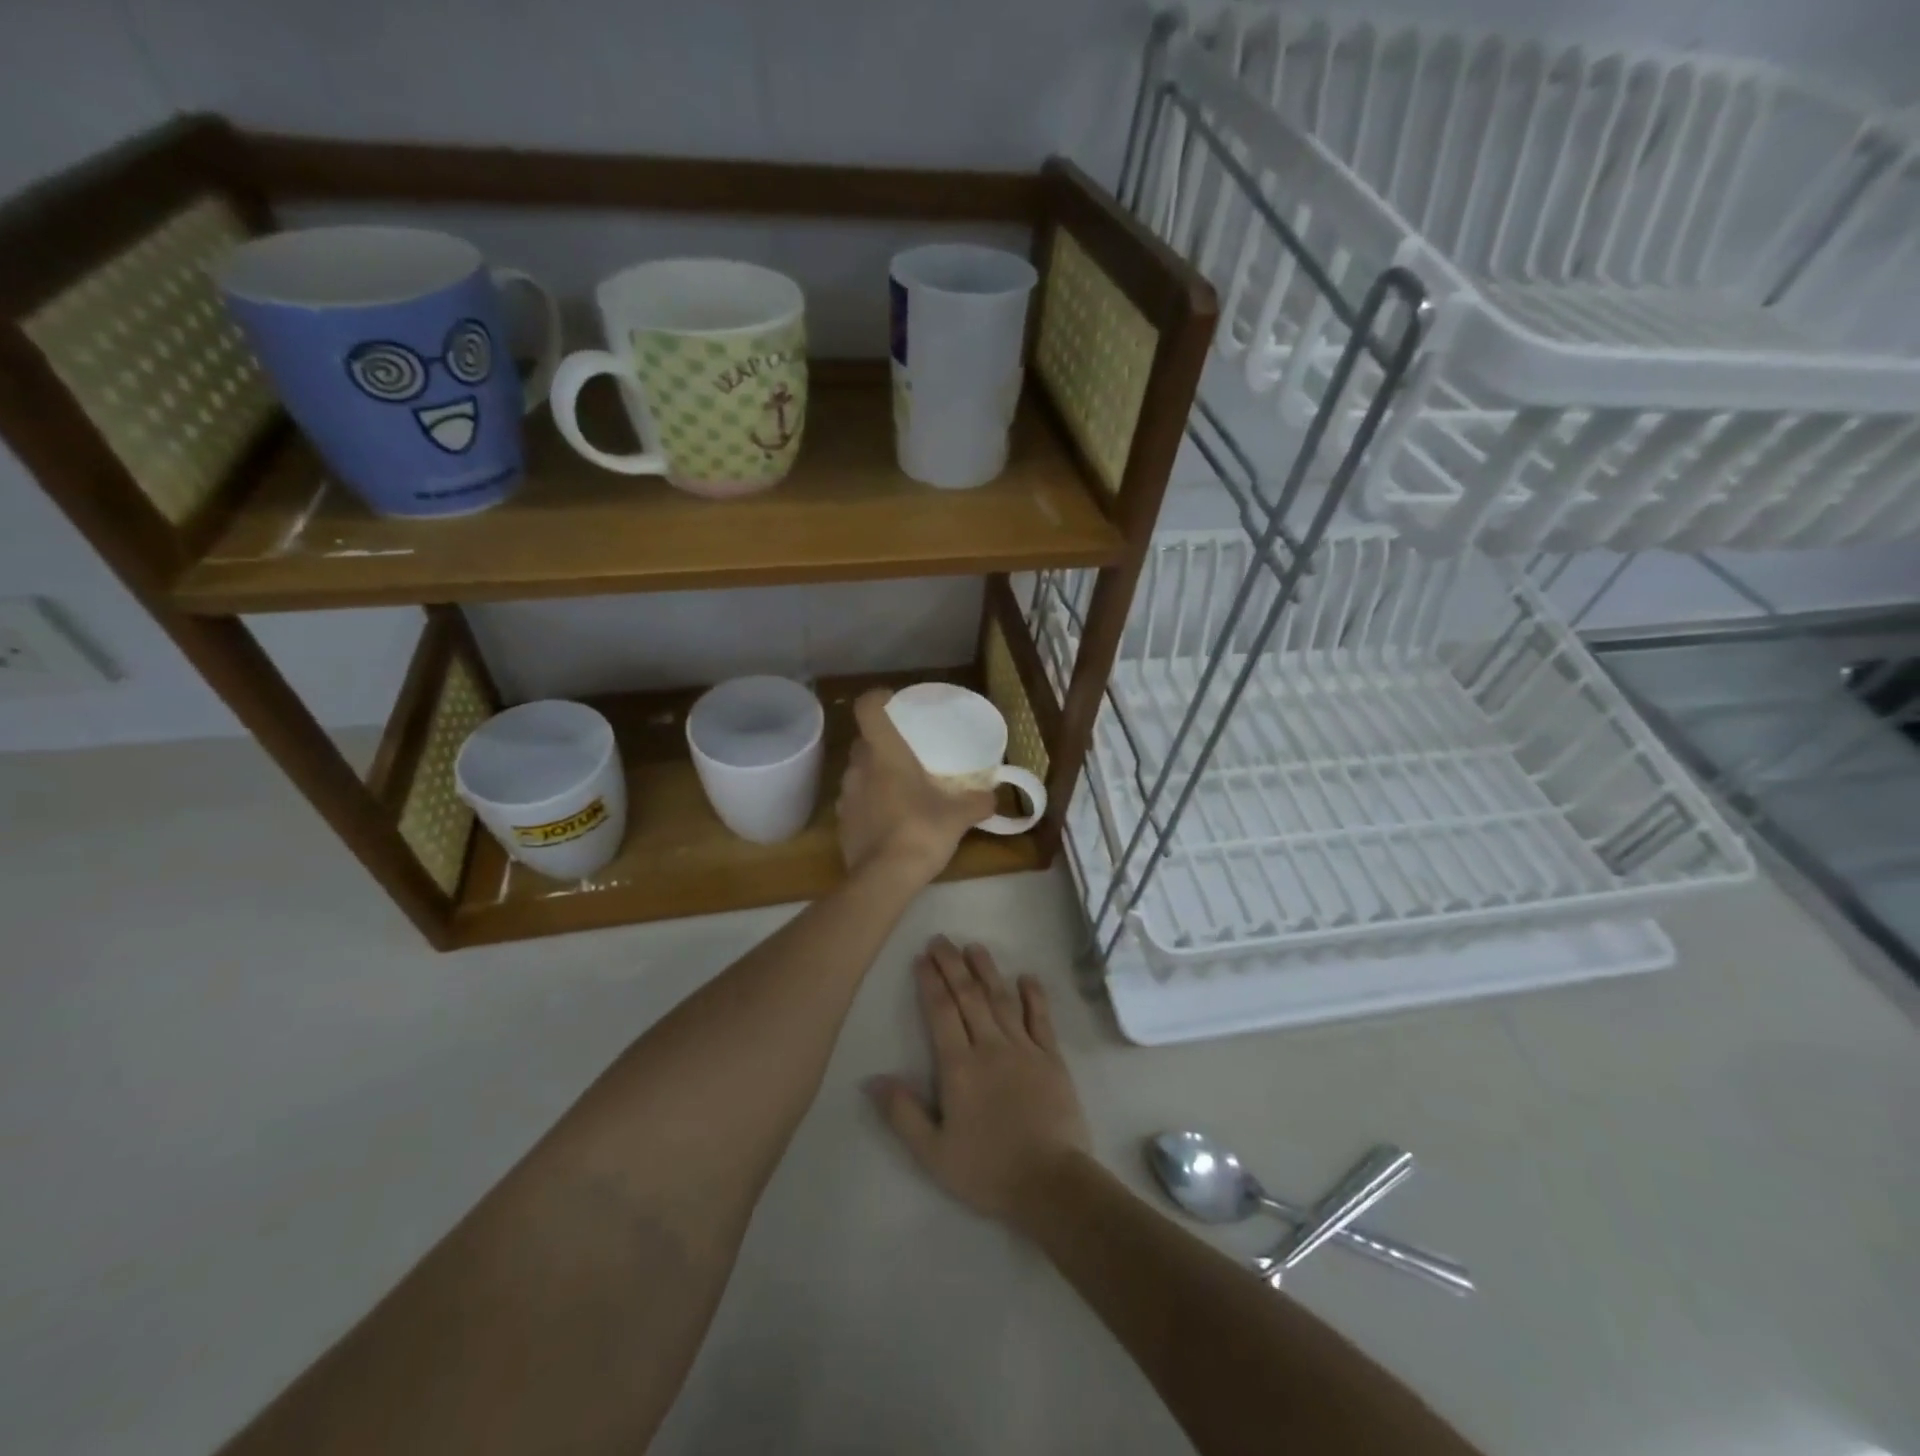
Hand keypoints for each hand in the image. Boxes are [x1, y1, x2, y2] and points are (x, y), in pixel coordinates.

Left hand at [836, 690, 995, 884]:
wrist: (883, 879)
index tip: (892, 702)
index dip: (877, 699)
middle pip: (863, 742)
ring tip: (898, 787)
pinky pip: (855, 801)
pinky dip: (868, 803)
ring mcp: (846, 796)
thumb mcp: (958, 817)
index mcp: (885, 754)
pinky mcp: (841, 823)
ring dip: (874, 774)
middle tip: (906, 752)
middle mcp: (859, 768)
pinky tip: (888, 819)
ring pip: (857, 772)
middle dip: (881, 743)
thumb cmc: (921, 832)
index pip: (867, 709)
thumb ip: (978, 802)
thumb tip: (994, 796)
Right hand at [867, 938, 1090, 1222]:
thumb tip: (872, 1079)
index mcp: (959, 1067)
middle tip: (941, 940)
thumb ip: (903, 1113)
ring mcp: (1024, 1048)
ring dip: (987, 970)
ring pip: (1002, 999)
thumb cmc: (987, 1170)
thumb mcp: (933, 1153)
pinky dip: (1034, 995)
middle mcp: (990, 1046)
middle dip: (952, 965)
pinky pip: (1041, 1018)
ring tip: (974, 947)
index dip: (930, 982)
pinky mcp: (1052, 1058)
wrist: (1050, 1183)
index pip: (941, 1012)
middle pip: (968, 996)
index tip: (922, 958)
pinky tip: (1027, 977)